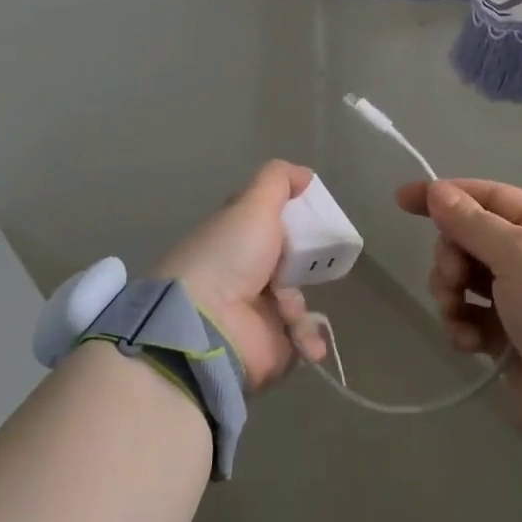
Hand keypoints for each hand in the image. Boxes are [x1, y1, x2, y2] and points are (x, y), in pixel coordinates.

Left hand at [154, 160, 327, 392]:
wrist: (207, 326)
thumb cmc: (229, 255)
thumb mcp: (253, 204)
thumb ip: (278, 181)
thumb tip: (304, 174)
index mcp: (234, 238)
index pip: (266, 223)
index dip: (291, 220)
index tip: (313, 219)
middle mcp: (242, 273)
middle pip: (288, 262)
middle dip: (305, 264)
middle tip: (313, 265)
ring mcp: (254, 312)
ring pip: (297, 301)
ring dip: (300, 307)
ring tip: (289, 313)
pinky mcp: (267, 347)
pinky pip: (300, 339)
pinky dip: (306, 339)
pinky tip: (303, 342)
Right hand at [394, 179, 521, 444]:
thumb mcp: (519, 253)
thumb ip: (472, 221)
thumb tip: (437, 191)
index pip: (487, 196)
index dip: (445, 195)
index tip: (402, 199)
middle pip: (470, 238)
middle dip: (451, 255)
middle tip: (454, 276)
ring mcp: (520, 299)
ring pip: (463, 279)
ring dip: (451, 292)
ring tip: (457, 310)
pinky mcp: (507, 337)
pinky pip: (469, 318)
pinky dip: (462, 326)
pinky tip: (469, 341)